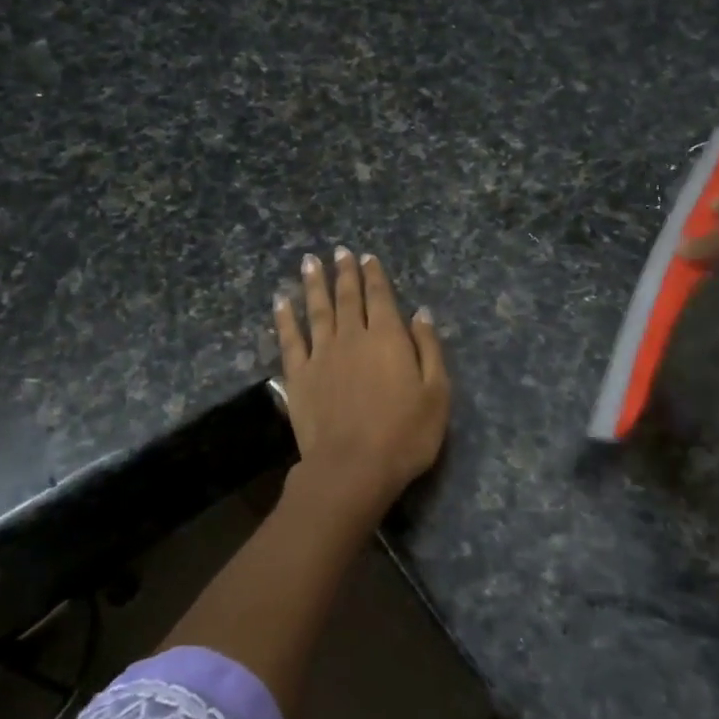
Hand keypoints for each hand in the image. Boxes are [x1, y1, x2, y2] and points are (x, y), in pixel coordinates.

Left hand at [274, 248, 450, 514]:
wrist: (353, 467)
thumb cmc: (405, 434)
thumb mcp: (436, 392)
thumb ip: (429, 349)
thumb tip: (420, 313)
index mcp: (388, 338)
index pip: (380, 297)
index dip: (374, 275)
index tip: (366, 256)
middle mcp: (352, 337)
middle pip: (347, 297)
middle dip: (344, 272)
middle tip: (338, 251)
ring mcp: (321, 354)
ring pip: (317, 310)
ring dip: (314, 284)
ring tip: (309, 262)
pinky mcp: (298, 375)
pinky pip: (290, 338)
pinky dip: (285, 317)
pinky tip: (281, 301)